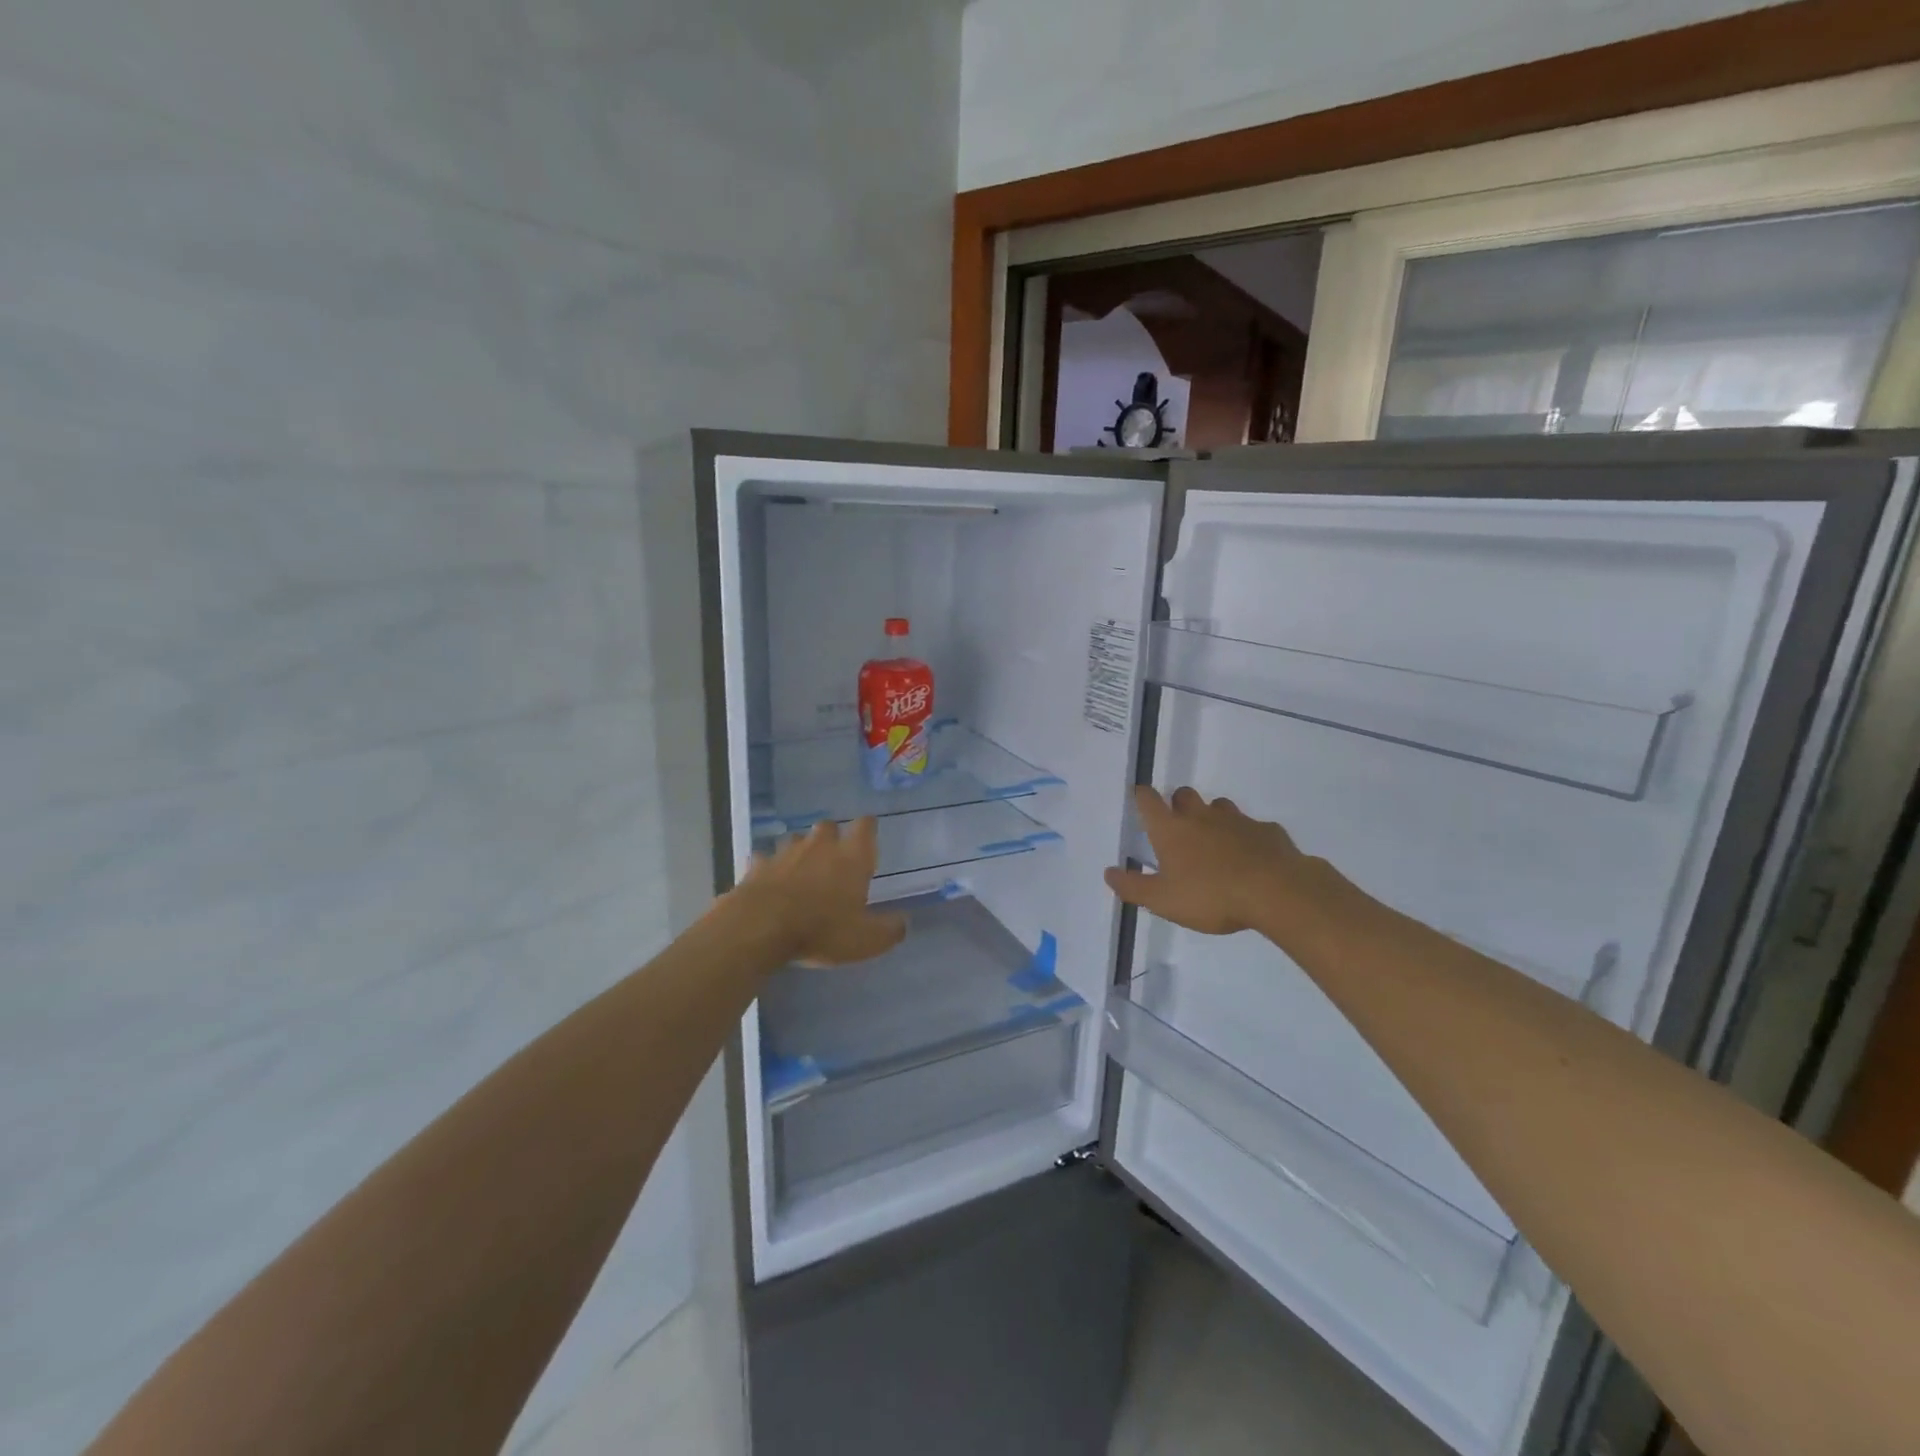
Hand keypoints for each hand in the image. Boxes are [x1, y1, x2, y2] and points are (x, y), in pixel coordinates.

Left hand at [732, 817, 906, 966]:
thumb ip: (889, 930)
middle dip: (832, 837)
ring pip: (796, 840)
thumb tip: (903, 923)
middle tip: (834, 857)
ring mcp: (785, 852)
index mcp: (851, 857)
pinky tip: (769, 882)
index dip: (867, 828)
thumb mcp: (866, 940)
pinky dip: (769, 868)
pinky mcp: (757, 865)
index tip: (868, 834)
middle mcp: (820, 846)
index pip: (865, 827)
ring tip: (801, 870)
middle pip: (828, 826)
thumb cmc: (822, 930)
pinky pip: (765, 860)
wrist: (760, 928)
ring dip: (800, 851)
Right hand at [1105, 786, 1327, 936]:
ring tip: (1214, 841)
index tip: (1140, 797)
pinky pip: (1253, 827)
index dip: (1142, 796)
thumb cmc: (1211, 896)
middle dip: (1178, 803)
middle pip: (1184, 795)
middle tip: (1178, 824)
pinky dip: (1247, 837)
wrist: (1277, 892)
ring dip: (1213, 816)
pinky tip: (1251, 857)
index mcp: (1172, 830)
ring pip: (1219, 806)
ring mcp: (1237, 821)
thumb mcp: (1163, 901)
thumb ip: (1133, 887)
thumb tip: (1108, 873)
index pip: (1149, 801)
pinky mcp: (1267, 831)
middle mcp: (1201, 817)